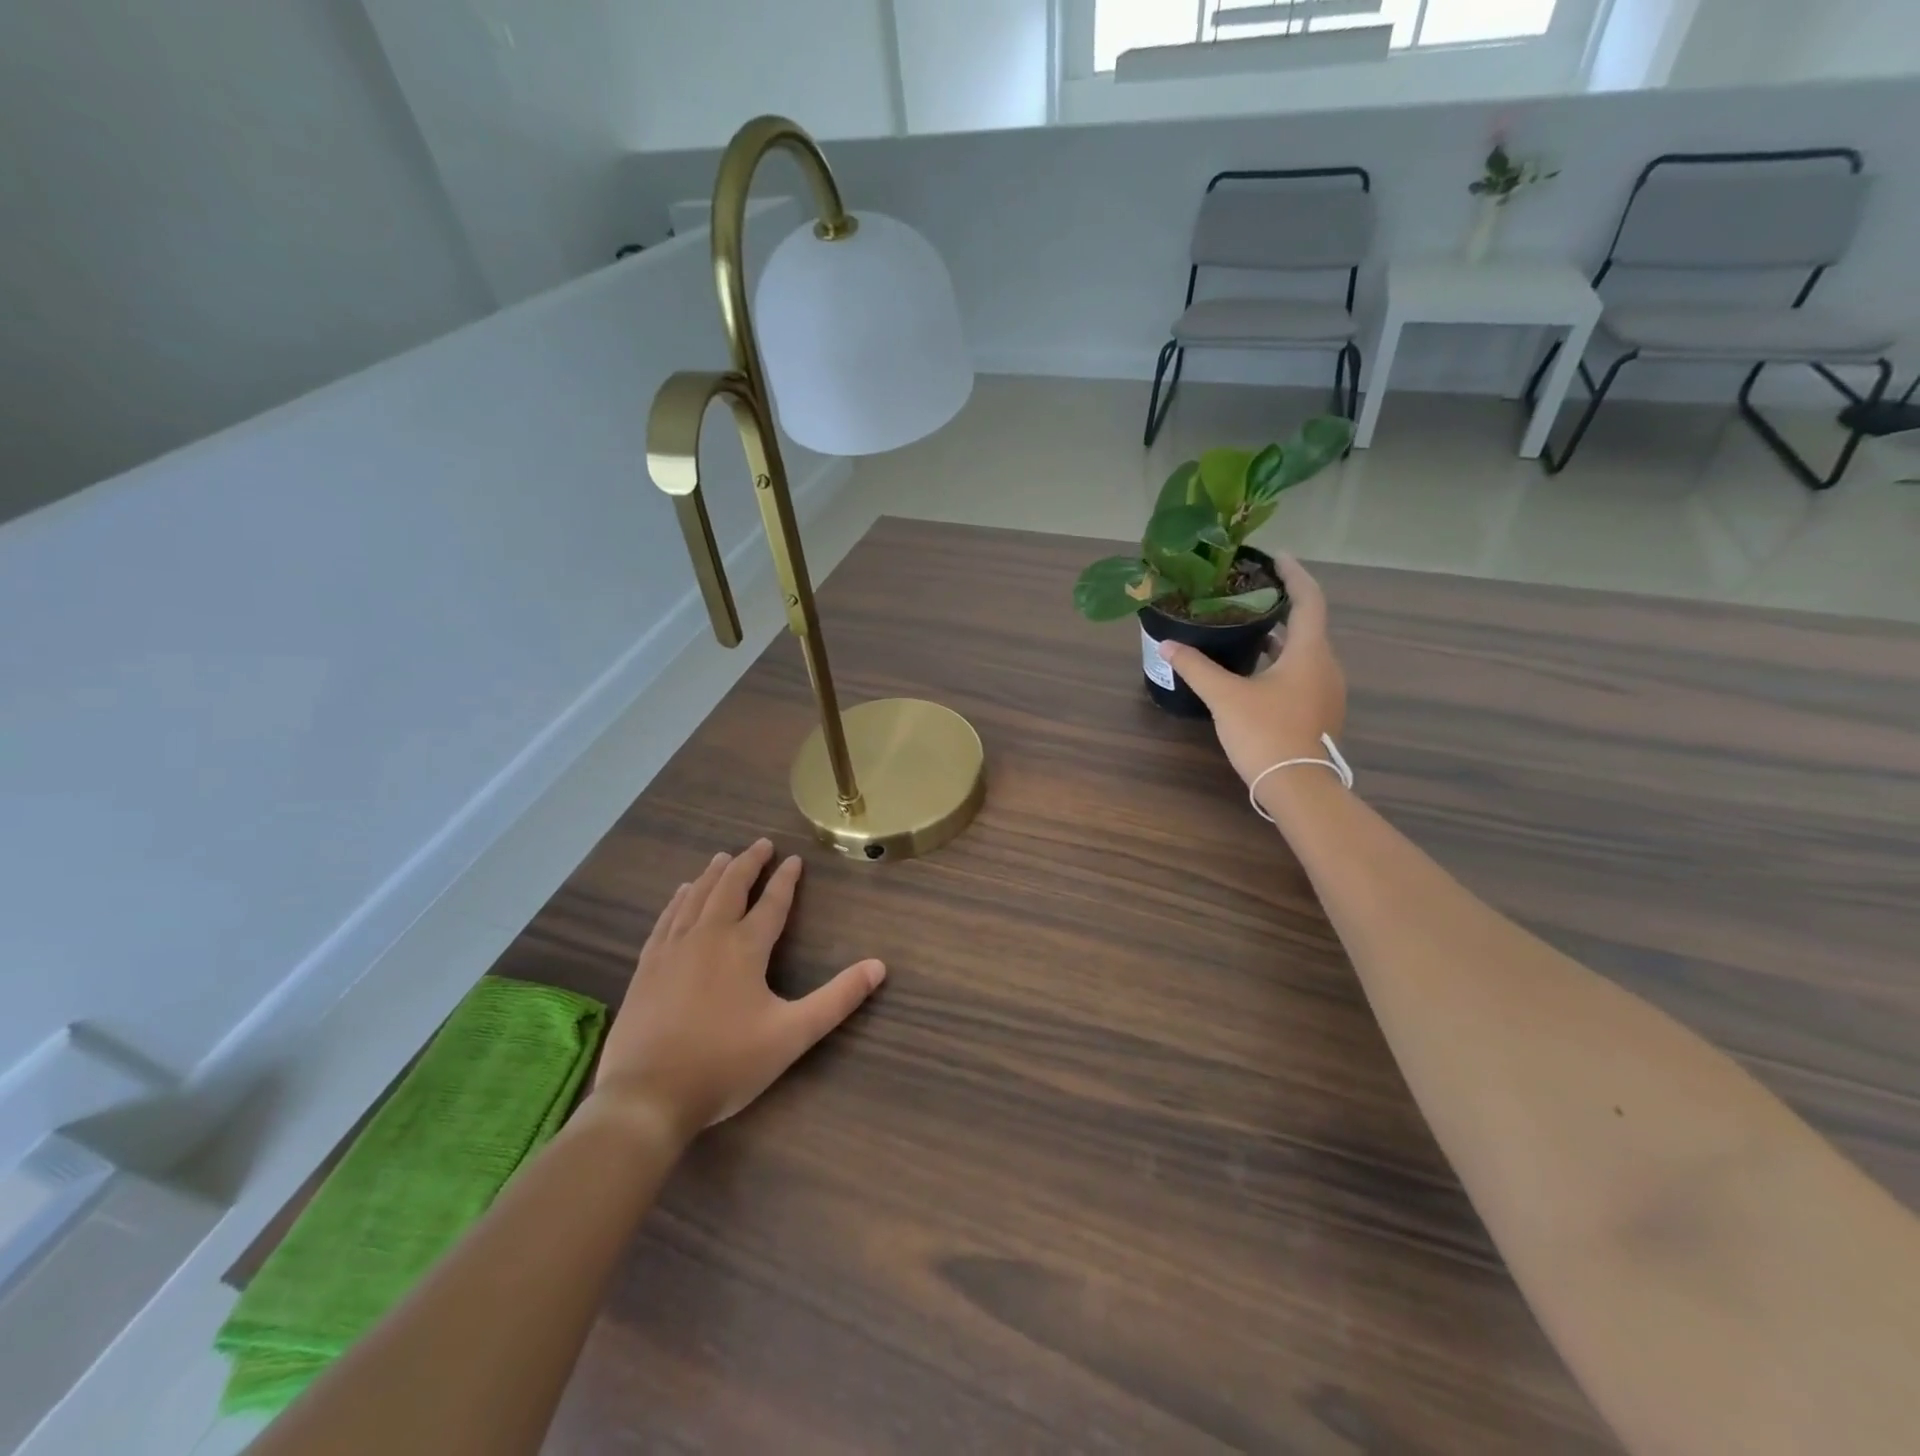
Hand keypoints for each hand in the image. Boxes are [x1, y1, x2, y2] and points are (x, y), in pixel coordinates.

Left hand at [589, 840, 884, 1142]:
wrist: (647, 1096)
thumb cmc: (726, 1064)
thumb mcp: (792, 1034)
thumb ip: (837, 999)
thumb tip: (879, 966)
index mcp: (744, 948)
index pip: (772, 903)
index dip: (785, 879)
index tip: (794, 858)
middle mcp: (708, 937)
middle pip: (730, 887)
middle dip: (747, 863)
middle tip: (760, 844)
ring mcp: (672, 949)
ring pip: (695, 897)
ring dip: (713, 874)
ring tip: (722, 857)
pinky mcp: (646, 967)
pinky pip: (666, 919)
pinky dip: (678, 900)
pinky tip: (681, 894)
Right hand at [1159, 555, 1346, 796]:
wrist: (1298, 787)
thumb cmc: (1265, 733)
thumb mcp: (1225, 697)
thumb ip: (1196, 667)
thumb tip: (1168, 644)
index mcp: (1309, 652)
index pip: (1308, 599)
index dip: (1293, 574)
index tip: (1275, 556)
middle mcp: (1325, 665)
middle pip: (1307, 624)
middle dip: (1281, 606)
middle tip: (1249, 594)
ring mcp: (1326, 691)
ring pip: (1304, 652)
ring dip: (1279, 637)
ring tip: (1246, 628)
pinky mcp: (1319, 712)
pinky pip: (1302, 673)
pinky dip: (1281, 662)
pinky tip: (1253, 671)